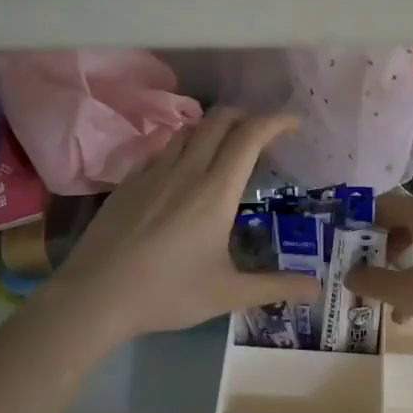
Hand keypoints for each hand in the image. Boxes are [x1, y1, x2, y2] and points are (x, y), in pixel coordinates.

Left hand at [38, 109, 318, 347]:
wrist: (94, 296)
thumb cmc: (167, 293)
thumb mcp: (227, 293)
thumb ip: (275, 286)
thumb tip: (317, 289)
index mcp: (215, 192)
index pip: (249, 137)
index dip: (275, 122)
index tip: (293, 124)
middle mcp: (186, 171)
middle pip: (219, 121)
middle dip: (247, 117)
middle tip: (263, 136)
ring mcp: (153, 172)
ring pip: (189, 130)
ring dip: (214, 128)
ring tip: (227, 148)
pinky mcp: (129, 181)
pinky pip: (163, 148)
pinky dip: (185, 145)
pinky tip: (184, 169)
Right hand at [346, 192, 412, 348]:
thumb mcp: (407, 293)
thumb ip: (372, 281)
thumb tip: (349, 273)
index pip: (381, 205)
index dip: (358, 224)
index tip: (344, 248)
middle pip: (402, 222)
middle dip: (381, 251)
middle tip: (367, 277)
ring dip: (404, 269)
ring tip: (395, 307)